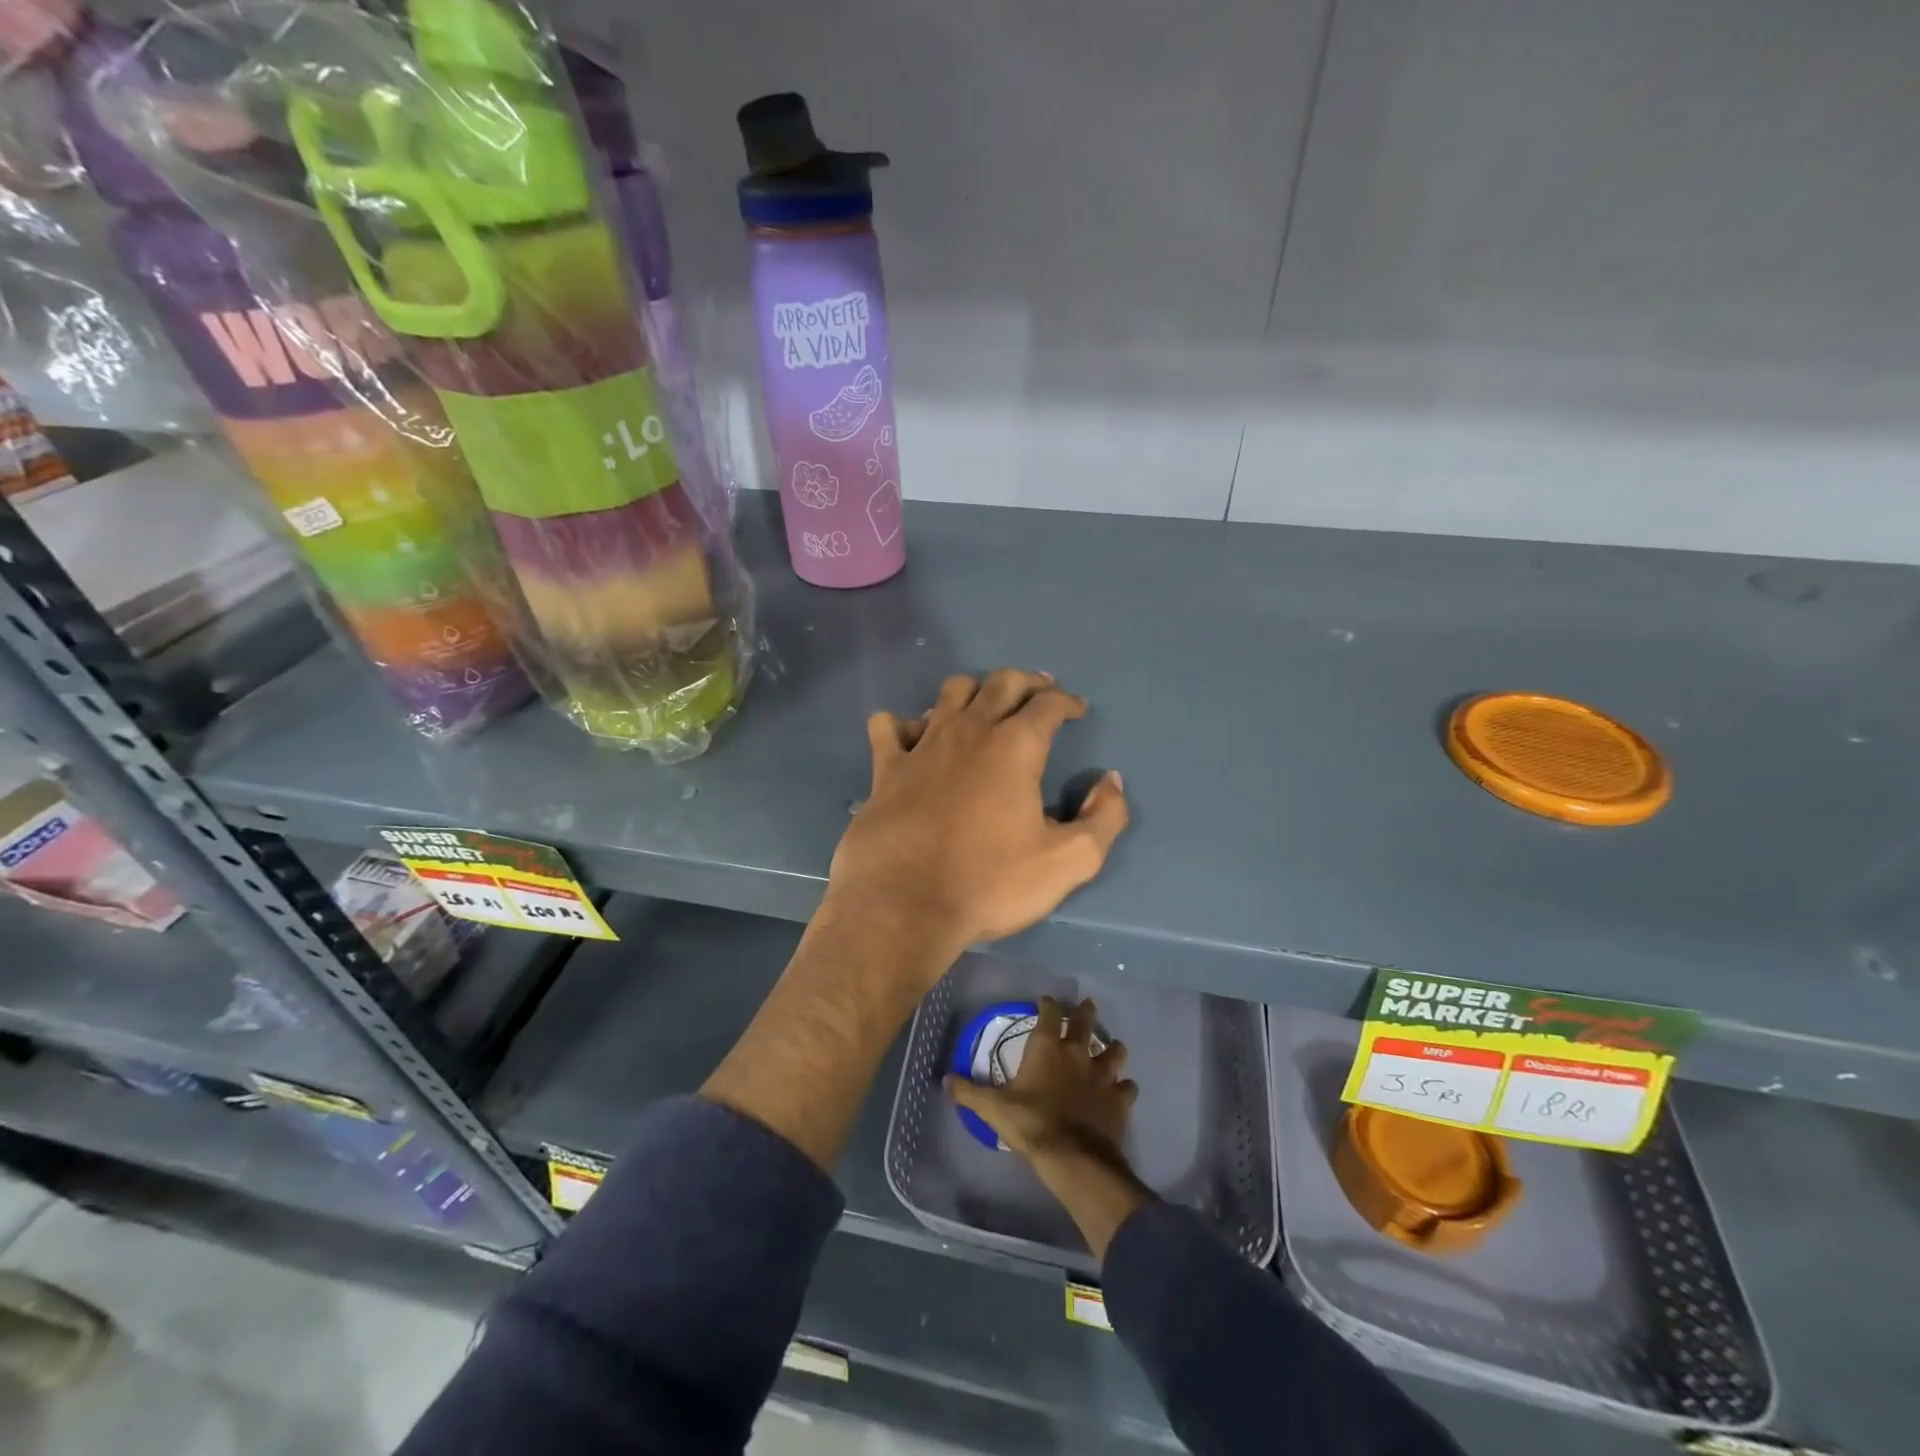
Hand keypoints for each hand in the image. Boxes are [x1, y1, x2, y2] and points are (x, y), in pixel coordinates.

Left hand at [827, 670, 1129, 968]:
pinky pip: (890, 726)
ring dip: (973, 692)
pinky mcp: (886, 768)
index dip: (1067, 701)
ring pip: (950, 693)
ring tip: (984, 708)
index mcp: (1015, 746)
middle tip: (1040, 693)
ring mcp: (923, 745)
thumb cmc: (989, 883)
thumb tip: (1111, 782)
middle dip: (1027, 682)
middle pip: (1001, 683)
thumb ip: (1104, 818)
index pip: (1048, 703)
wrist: (904, 905)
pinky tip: (914, 738)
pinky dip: (905, 724)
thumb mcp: (1068, 862)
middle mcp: (969, 731)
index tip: (1077, 709)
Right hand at [946, 996, 1137, 1164]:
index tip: (1046, 1001)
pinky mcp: (1119, 1100)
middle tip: (1088, 1005)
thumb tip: (947, 1079)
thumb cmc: (1031, 1123)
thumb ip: (969, 1092)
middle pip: (1086, 1023)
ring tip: (1113, 1047)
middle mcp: (1077, 1053)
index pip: (1050, 1013)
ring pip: (1114, 1052)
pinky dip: (1125, 1087)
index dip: (1048, 1004)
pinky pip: (1127, 1087)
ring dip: (1113, 1048)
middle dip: (1086, 1012)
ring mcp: (1102, 1075)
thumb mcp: (993, 1108)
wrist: (1073, 1157)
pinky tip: (1123, 1090)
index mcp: (1047, 1047)